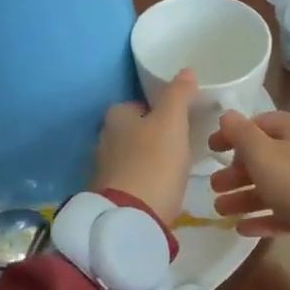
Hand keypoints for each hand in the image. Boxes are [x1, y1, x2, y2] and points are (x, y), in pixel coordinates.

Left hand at [93, 69, 196, 226]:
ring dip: (148, 158)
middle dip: (151, 134)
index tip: (177, 119)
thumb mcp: (171, 123)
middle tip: (179, 142)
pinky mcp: (109, 195)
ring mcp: (104, 170)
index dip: (155, 110)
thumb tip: (186, 70)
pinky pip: (131, 178)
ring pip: (130, 155)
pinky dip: (145, 179)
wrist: (132, 218)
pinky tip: (162, 187)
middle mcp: (103, 140)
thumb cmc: (153, 163)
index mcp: (115, 118)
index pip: (134, 105)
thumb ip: (178, 95)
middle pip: (131, 130)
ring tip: (174, 165)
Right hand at [208, 109, 289, 240]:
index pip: (260, 124)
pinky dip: (264, 217)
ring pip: (273, 186)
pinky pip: (285, 211)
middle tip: (214, 186)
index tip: (210, 149)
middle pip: (266, 158)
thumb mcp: (264, 154)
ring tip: (220, 211)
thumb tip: (227, 115)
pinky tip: (242, 229)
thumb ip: (242, 134)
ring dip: (245, 197)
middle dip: (236, 172)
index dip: (233, 135)